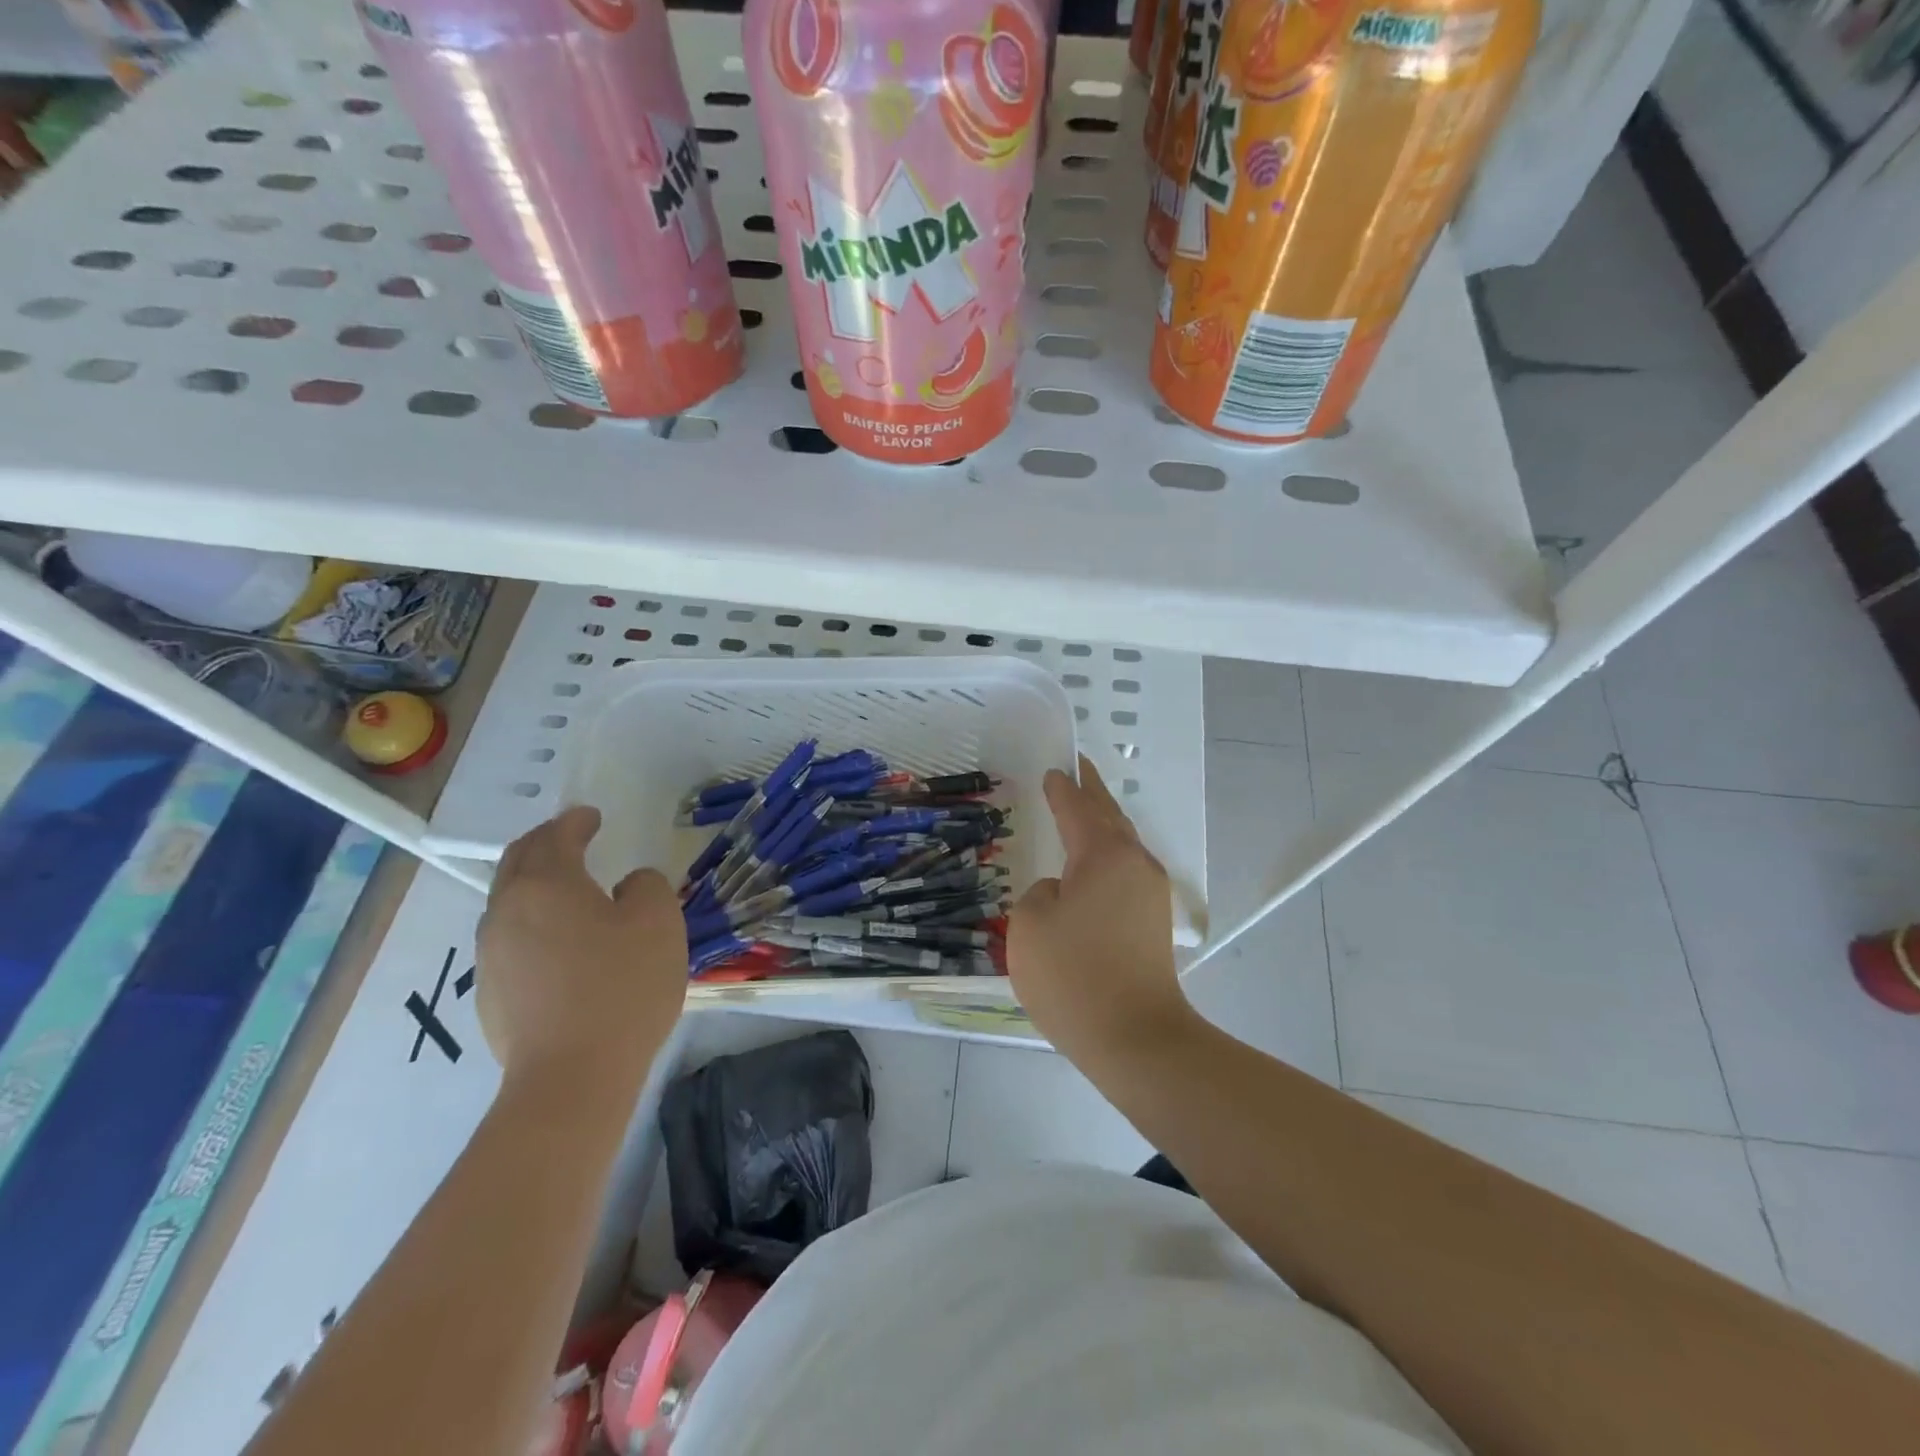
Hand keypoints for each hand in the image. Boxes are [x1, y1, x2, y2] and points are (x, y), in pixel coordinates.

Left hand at [475, 806, 687, 1098]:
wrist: (572, 1077)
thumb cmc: (621, 986)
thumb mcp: (658, 921)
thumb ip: (646, 886)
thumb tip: (627, 886)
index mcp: (546, 884)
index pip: (556, 837)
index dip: (576, 821)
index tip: (592, 815)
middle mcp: (507, 911)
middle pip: (518, 862)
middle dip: (544, 843)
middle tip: (571, 838)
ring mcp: (492, 956)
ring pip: (509, 902)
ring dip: (535, 885)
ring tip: (567, 890)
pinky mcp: (491, 995)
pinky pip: (510, 941)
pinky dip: (533, 924)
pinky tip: (560, 945)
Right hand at [1007, 757, 1190, 1067]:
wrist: (1136, 1038)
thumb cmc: (1074, 975)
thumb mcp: (1030, 925)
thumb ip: (1039, 894)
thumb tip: (1061, 893)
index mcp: (1103, 854)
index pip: (1078, 808)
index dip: (1062, 789)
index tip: (1053, 770)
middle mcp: (1134, 864)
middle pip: (1110, 816)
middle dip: (1092, 793)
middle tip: (1077, 770)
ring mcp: (1150, 894)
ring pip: (1122, 844)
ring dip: (1103, 823)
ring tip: (1083, 810)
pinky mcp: (1153, 923)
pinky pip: (1126, 871)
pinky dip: (1107, 855)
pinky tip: (1093, 865)